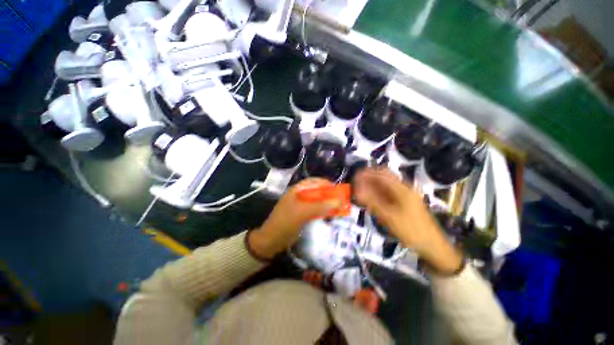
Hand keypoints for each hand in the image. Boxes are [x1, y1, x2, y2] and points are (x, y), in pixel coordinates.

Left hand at [249, 179, 341, 258]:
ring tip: (338, 206)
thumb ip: (320, 206)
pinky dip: (323, 211)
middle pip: (316, 191)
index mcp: (296, 191)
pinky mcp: (301, 215)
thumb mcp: (302, 213)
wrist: (271, 241)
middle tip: (340, 199)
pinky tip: (329, 214)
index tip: (337, 188)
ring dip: (326, 203)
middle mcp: (299, 196)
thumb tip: (339, 201)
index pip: (313, 182)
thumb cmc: (285, 223)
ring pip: (316, 201)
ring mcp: (300, 206)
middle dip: (328, 194)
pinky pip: (315, 210)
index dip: (325, 183)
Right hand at [354, 168, 462, 273]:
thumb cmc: (411, 231)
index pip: (381, 174)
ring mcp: (405, 195)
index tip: (355, 177)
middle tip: (356, 185)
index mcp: (402, 189)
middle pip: (383, 178)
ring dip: (372, 186)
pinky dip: (378, 194)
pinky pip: (388, 194)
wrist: (432, 246)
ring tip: (361, 192)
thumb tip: (357, 191)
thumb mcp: (389, 217)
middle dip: (369, 179)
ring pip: (385, 186)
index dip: (367, 173)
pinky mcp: (404, 202)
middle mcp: (403, 188)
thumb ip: (372, 202)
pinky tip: (371, 200)